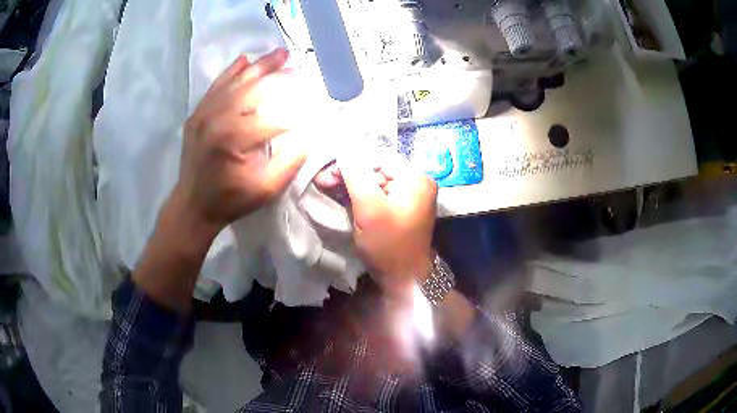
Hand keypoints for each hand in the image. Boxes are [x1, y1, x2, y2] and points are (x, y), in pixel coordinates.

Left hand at [173, 49, 305, 238]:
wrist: (193, 205)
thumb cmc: (231, 199)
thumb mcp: (266, 189)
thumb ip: (289, 162)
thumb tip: (308, 136)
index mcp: (236, 138)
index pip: (274, 117)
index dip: (295, 112)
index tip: (310, 107)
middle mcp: (218, 118)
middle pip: (254, 88)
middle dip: (278, 75)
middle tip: (295, 66)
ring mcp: (204, 113)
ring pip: (236, 81)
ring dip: (259, 66)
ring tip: (278, 54)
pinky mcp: (197, 114)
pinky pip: (216, 86)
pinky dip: (231, 72)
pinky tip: (244, 60)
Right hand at [340, 155, 437, 299]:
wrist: (403, 279)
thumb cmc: (388, 244)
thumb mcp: (370, 208)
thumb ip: (356, 175)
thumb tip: (343, 149)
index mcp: (415, 178)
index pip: (379, 158)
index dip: (351, 162)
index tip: (327, 172)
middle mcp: (415, 183)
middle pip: (376, 169)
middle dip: (348, 174)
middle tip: (323, 180)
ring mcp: (408, 197)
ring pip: (374, 182)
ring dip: (350, 185)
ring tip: (326, 185)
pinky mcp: (399, 209)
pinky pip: (377, 195)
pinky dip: (359, 196)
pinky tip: (339, 194)